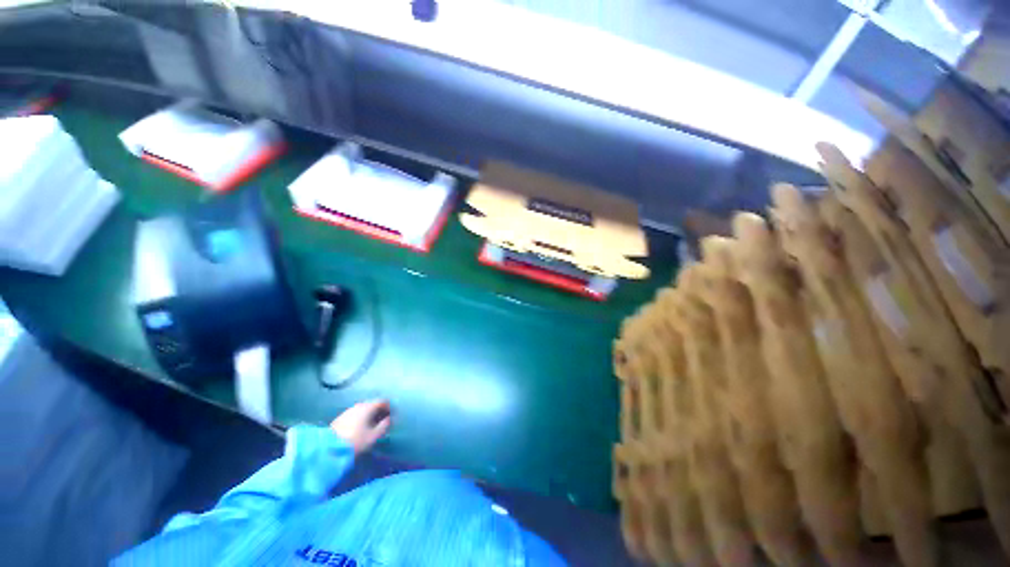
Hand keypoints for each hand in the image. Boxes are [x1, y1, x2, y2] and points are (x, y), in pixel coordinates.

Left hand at [330, 399, 391, 453]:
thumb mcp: (373, 436)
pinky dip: (361, 417)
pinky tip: (360, 427)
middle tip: (382, 420)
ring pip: (363, 409)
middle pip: (372, 404)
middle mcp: (358, 405)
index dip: (389, 407)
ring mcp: (348, 411)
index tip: (391, 415)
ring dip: (369, 414)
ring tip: (371, 425)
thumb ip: (384, 426)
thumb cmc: (355, 441)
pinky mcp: (340, 418)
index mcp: (368, 407)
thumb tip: (389, 419)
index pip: (382, 401)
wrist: (328, 448)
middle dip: (379, 410)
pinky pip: (355, 414)